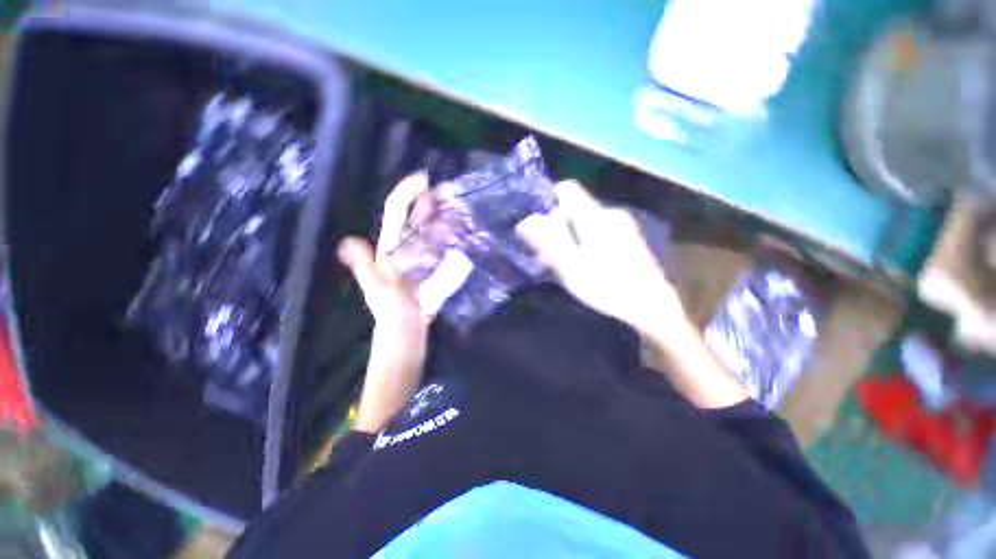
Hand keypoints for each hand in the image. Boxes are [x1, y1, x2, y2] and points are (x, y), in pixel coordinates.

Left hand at [339, 173, 433, 433]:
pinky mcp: (428, 277)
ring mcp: (416, 267)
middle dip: (426, 203)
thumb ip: (367, 270)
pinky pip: (436, 253)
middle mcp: (401, 256)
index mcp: (390, 256)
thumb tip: (349, 239)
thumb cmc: (396, 324)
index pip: (395, 217)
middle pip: (412, 223)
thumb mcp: (382, 296)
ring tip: (456, 207)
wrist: (407, 347)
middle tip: (448, 192)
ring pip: (426, 236)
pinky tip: (459, 237)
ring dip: (438, 220)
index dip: (406, 196)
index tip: (424, 180)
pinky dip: (445, 241)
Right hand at [517, 181, 685, 335]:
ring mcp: (622, 225)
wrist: (652, 306)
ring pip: (585, 220)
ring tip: (565, 263)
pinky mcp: (628, 237)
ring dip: (570, 236)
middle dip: (557, 226)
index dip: (548, 201)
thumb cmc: (607, 286)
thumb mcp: (571, 267)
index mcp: (594, 216)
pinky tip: (586, 264)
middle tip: (548, 254)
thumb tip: (526, 220)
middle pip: (574, 208)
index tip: (538, 225)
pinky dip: (585, 241)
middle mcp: (610, 213)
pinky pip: (598, 230)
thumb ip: (549, 240)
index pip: (567, 189)